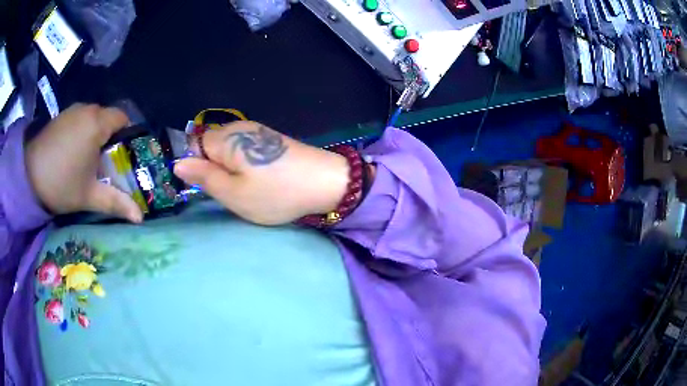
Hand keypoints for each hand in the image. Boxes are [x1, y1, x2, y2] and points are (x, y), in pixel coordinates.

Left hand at [26, 104, 142, 222]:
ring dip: (95, 134)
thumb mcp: (89, 196)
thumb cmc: (61, 183)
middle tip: (106, 162)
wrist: (28, 175)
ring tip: (88, 158)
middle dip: (110, 137)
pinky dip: (82, 131)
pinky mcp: (61, 116)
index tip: (123, 155)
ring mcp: (72, 110)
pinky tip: (73, 152)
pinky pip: (80, 119)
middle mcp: (87, 109)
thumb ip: (115, 203)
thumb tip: (140, 218)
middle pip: (108, 118)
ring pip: (93, 118)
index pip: (123, 118)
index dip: (127, 135)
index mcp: (97, 123)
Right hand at [173, 121, 349, 224]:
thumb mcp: (233, 193)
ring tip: (250, 188)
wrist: (325, 183)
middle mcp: (239, 127)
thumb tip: (177, 163)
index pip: (194, 146)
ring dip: (232, 170)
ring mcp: (258, 131)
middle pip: (212, 147)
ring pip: (229, 151)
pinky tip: (262, 178)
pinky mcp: (271, 139)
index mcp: (225, 138)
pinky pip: (246, 151)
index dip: (198, 168)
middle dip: (216, 170)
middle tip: (233, 191)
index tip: (211, 187)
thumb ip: (203, 177)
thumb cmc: (275, 193)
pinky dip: (247, 166)